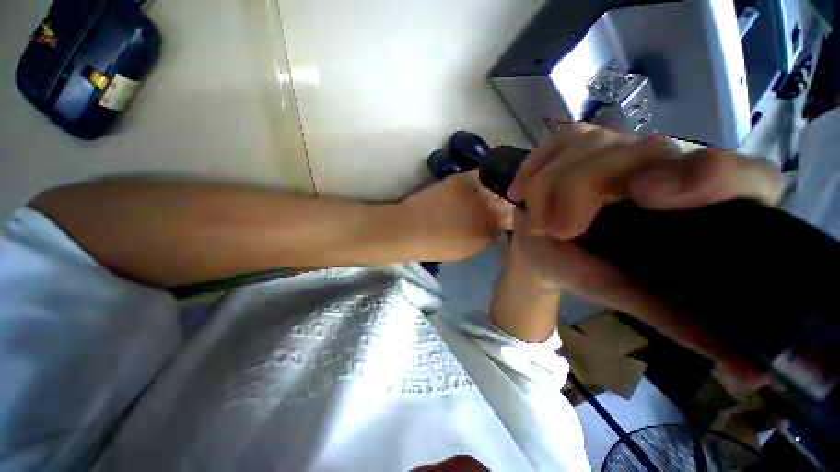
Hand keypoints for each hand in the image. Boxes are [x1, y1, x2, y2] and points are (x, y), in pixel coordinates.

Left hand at [400, 170, 512, 261]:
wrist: (409, 230)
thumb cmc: (435, 246)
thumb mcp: (466, 251)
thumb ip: (486, 238)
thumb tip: (498, 227)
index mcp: (489, 235)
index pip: (513, 221)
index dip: (513, 215)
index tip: (511, 212)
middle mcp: (488, 214)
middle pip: (511, 202)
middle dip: (512, 199)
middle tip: (509, 196)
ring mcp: (477, 195)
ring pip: (502, 185)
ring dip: (506, 183)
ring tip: (506, 180)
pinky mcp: (463, 180)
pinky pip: (485, 172)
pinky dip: (492, 171)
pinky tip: (493, 170)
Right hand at [507, 123, 781, 391]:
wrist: (546, 250)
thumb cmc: (589, 272)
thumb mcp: (631, 296)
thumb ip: (682, 319)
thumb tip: (750, 373)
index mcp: (698, 205)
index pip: (742, 176)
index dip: (708, 178)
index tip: (646, 198)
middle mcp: (665, 164)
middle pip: (640, 152)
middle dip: (585, 191)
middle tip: (558, 230)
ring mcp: (616, 145)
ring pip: (588, 147)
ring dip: (550, 189)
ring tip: (538, 222)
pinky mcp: (575, 142)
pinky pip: (555, 144)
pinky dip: (533, 169)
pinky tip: (522, 192)